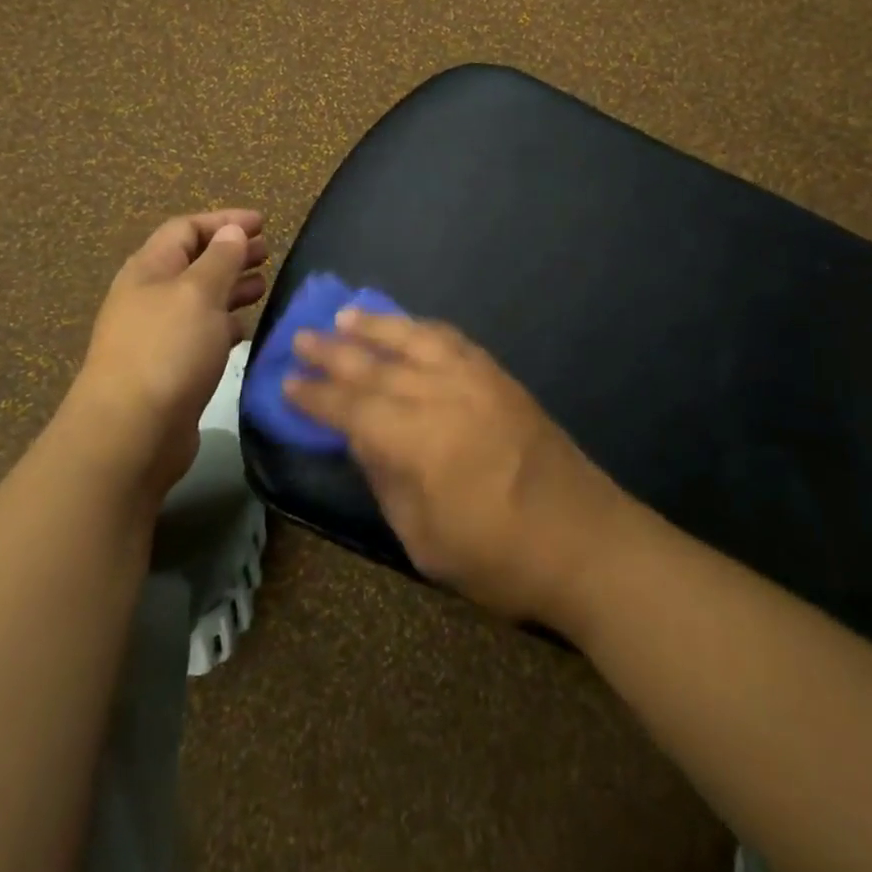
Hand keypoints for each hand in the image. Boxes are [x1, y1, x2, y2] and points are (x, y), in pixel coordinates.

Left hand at [65, 209, 268, 500]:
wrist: (131, 432)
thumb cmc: (167, 350)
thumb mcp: (198, 293)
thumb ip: (220, 259)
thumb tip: (232, 232)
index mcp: (150, 269)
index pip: (186, 228)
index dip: (224, 221)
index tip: (262, 223)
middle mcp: (150, 296)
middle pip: (193, 262)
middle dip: (231, 253)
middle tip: (268, 251)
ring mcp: (158, 334)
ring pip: (199, 298)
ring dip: (231, 287)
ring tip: (264, 285)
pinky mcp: (170, 367)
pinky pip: (201, 333)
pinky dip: (226, 323)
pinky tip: (245, 328)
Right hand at [287, 311, 626, 626]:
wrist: (586, 541)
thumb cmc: (499, 557)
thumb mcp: (424, 539)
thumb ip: (387, 480)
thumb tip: (361, 439)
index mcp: (417, 440)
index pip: (351, 408)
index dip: (316, 395)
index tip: (286, 382)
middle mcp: (442, 396)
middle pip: (376, 366)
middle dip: (334, 352)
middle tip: (300, 337)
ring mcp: (475, 380)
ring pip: (414, 340)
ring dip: (376, 325)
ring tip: (345, 314)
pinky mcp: (500, 377)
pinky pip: (453, 341)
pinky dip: (424, 329)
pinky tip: (410, 327)